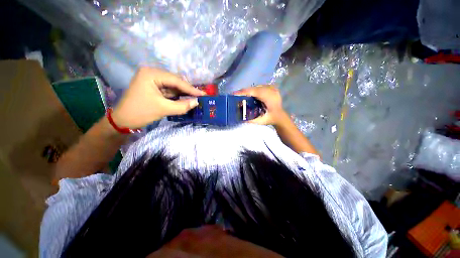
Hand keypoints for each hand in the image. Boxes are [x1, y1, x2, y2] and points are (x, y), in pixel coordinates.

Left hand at [112, 67, 204, 128]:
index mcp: (151, 74)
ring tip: (195, 98)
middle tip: (200, 96)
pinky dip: (177, 95)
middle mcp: (152, 73)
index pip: (176, 80)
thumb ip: (182, 106)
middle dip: (187, 90)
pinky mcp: (153, 87)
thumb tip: (197, 102)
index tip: (203, 94)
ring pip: (173, 86)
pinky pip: (169, 90)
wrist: (123, 120)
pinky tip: (185, 99)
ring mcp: (152, 80)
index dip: (191, 88)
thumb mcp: (164, 109)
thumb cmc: (141, 112)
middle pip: (175, 81)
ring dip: (183, 93)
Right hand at [235, 85, 288, 125]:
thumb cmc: (271, 119)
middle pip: (255, 88)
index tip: (235, 93)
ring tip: (241, 94)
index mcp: (270, 99)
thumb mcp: (261, 121)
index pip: (255, 92)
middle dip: (245, 91)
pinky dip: (253, 90)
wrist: (280, 116)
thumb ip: (251, 120)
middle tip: (236, 94)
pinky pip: (260, 87)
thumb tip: (240, 118)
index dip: (244, 92)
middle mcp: (272, 91)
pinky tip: (249, 94)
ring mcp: (273, 88)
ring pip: (257, 87)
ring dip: (249, 90)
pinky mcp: (272, 88)